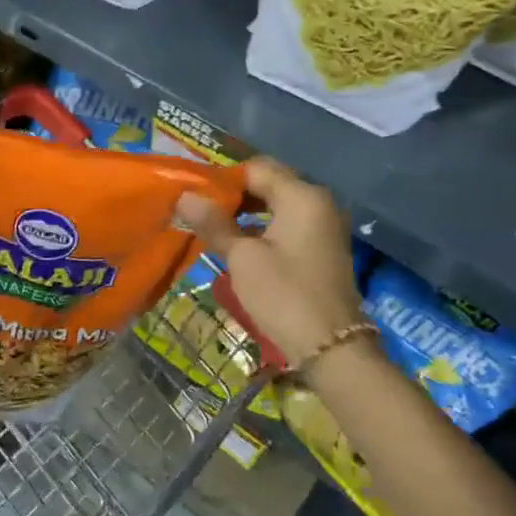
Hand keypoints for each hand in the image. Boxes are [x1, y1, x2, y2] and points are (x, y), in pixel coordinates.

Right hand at [175, 156, 367, 369]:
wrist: (331, 347)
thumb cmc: (284, 295)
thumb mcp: (242, 258)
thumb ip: (214, 223)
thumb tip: (184, 196)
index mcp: (302, 196)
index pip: (256, 168)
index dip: (223, 178)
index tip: (195, 195)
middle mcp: (318, 202)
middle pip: (269, 184)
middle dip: (234, 195)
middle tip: (199, 211)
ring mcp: (324, 226)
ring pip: (278, 206)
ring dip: (246, 214)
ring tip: (213, 229)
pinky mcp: (322, 249)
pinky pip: (288, 225)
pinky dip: (263, 229)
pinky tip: (238, 246)